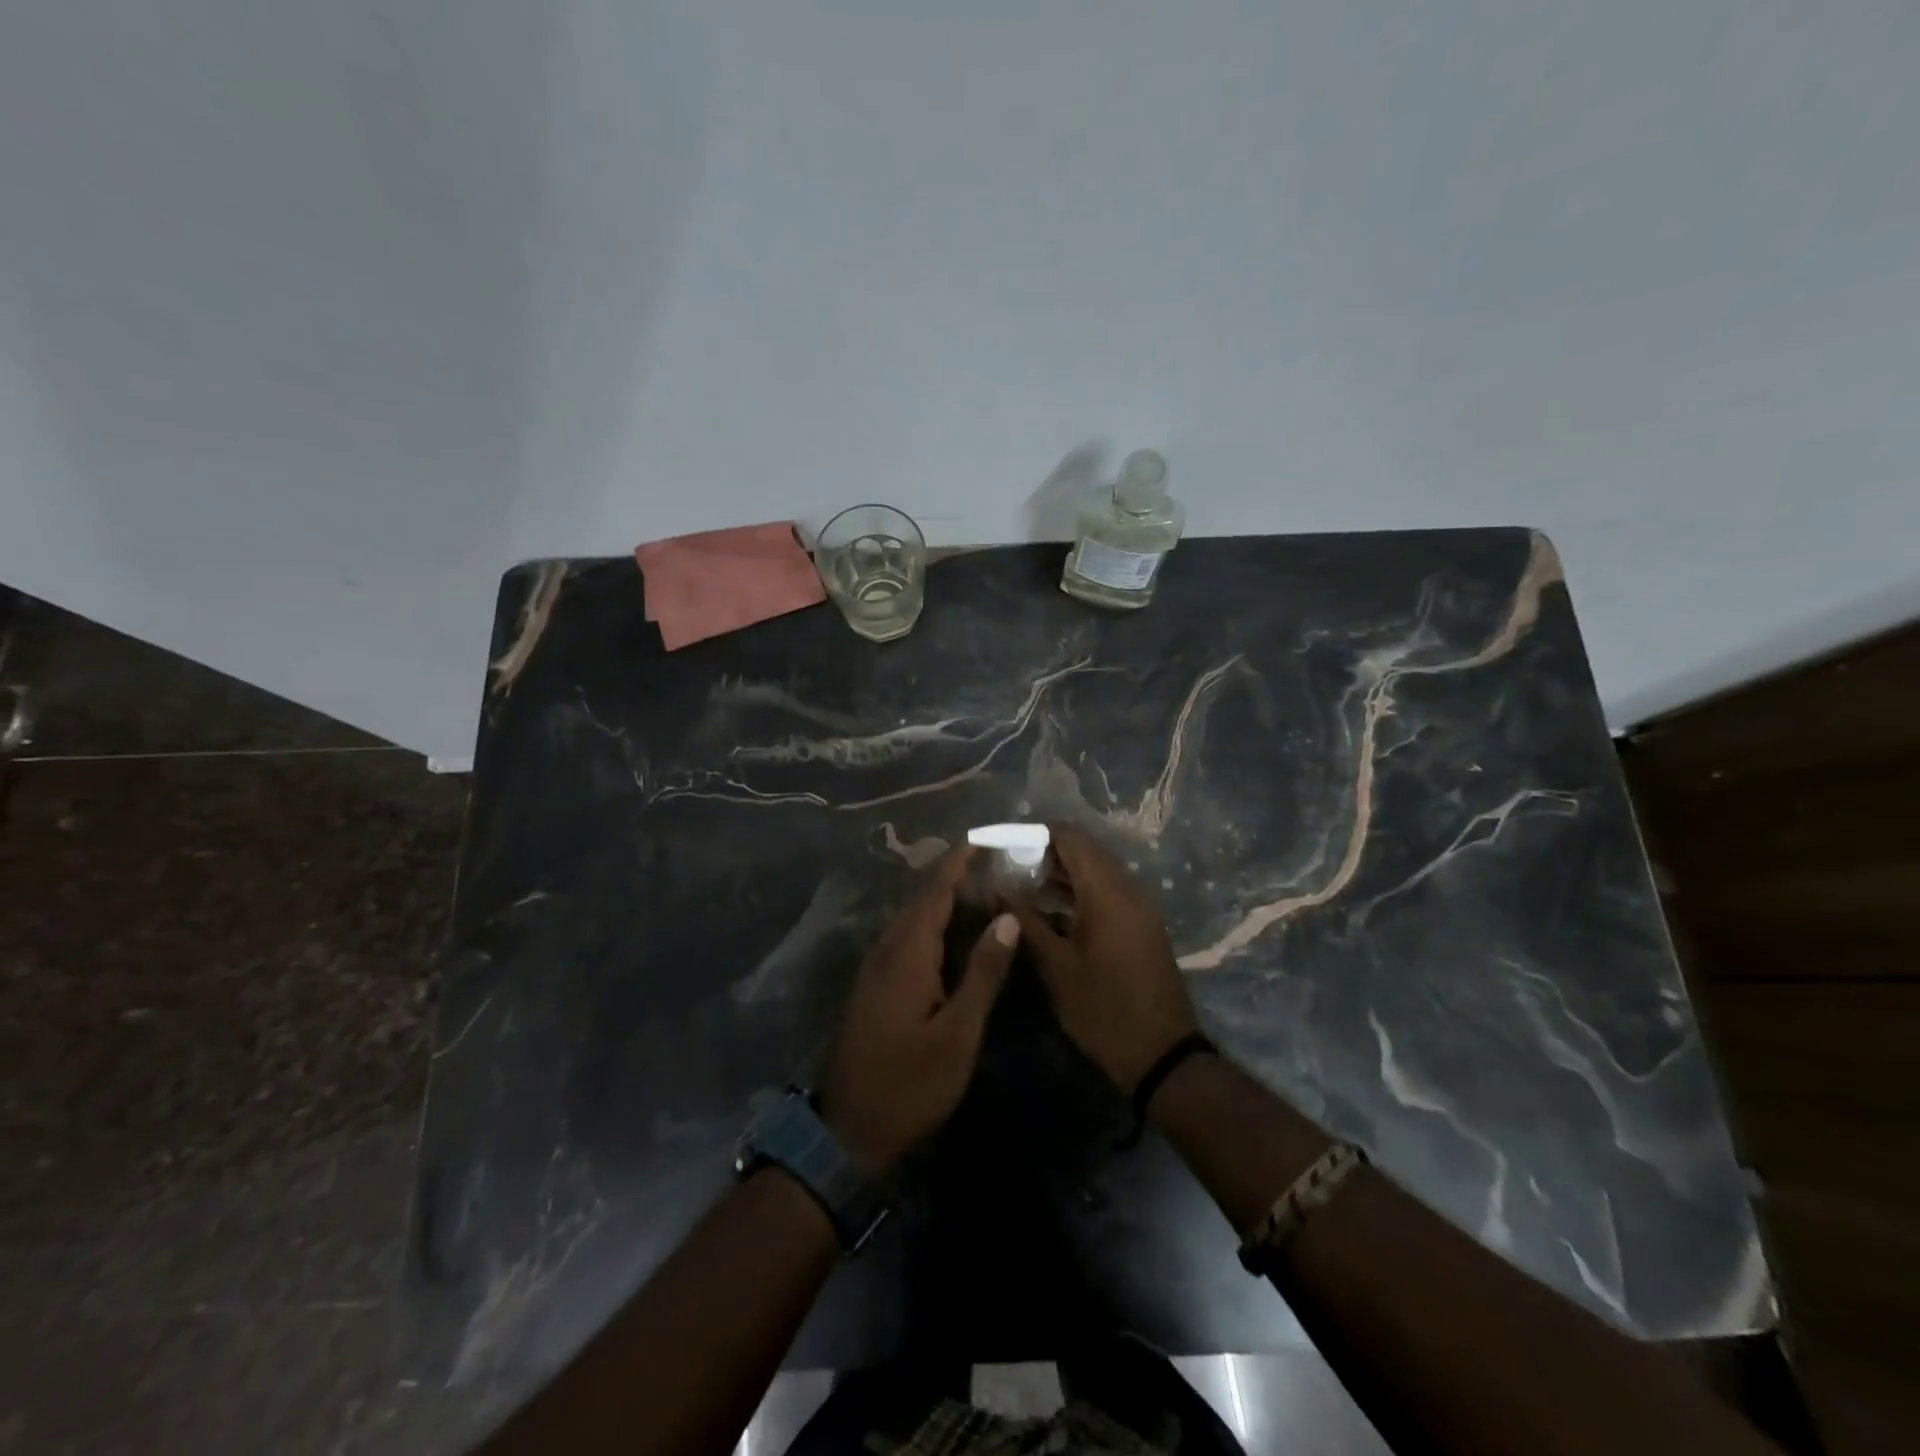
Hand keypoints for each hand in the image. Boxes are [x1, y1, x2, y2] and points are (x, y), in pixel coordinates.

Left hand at [820, 847, 1018, 1174]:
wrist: (848, 1131)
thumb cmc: (910, 1085)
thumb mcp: (958, 1035)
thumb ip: (982, 974)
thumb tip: (1006, 920)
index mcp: (906, 955)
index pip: (934, 893)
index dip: (957, 864)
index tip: (983, 840)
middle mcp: (885, 951)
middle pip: (919, 900)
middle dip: (951, 876)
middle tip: (990, 862)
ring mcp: (873, 970)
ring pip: (909, 919)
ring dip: (939, 898)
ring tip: (976, 888)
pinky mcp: (872, 987)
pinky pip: (903, 938)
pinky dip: (929, 923)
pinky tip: (949, 933)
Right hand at [1008, 823, 1199, 1092]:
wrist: (1163, 1056)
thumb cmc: (1104, 1010)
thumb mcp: (1057, 967)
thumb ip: (1026, 922)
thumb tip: (996, 889)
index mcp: (1108, 892)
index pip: (1071, 837)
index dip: (1035, 833)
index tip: (1004, 843)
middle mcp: (1127, 890)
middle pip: (1084, 851)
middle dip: (1044, 852)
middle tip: (1007, 865)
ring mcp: (1137, 908)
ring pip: (1095, 872)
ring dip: (1060, 873)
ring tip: (1020, 885)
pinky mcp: (1140, 926)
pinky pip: (1106, 893)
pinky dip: (1077, 892)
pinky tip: (1048, 910)